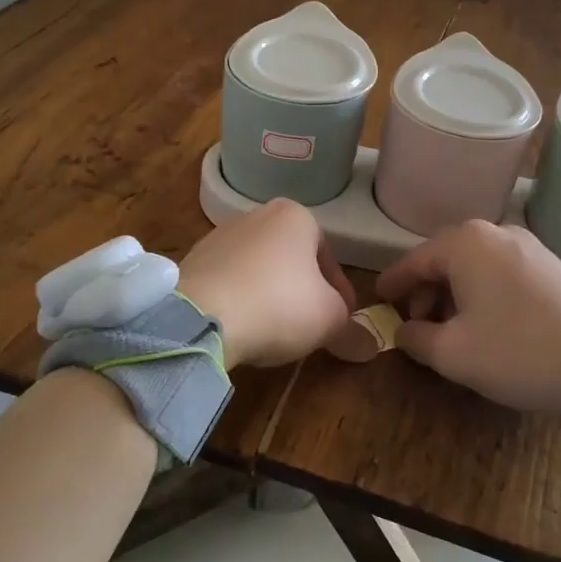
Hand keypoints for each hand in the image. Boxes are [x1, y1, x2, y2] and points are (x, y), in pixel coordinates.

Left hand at [179, 199, 355, 368]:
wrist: (201, 316)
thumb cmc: (279, 304)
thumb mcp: (329, 319)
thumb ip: (352, 329)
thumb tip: (369, 346)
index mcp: (295, 216)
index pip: (329, 256)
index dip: (340, 293)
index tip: (342, 320)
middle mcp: (256, 215)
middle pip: (292, 260)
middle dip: (304, 292)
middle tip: (310, 326)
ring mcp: (219, 236)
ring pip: (259, 270)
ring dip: (270, 296)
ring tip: (273, 331)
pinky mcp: (192, 261)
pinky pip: (228, 282)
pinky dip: (240, 301)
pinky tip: (242, 327)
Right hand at [377, 220, 560, 413]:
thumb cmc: (518, 352)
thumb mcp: (453, 353)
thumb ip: (416, 337)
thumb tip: (404, 331)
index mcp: (466, 243)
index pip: (414, 260)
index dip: (393, 283)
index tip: (377, 300)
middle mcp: (496, 232)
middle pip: (445, 259)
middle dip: (425, 292)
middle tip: (416, 325)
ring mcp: (528, 246)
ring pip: (474, 266)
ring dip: (454, 294)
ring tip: (450, 330)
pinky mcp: (551, 265)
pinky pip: (500, 272)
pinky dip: (482, 293)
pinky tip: (485, 325)